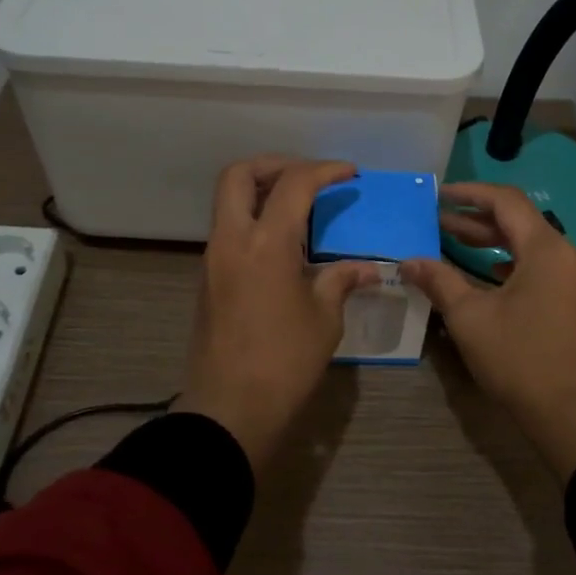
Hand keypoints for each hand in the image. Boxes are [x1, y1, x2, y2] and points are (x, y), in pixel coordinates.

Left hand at [173, 157, 379, 470]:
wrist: (229, 410)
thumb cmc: (284, 362)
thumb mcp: (324, 319)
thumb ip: (341, 280)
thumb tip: (367, 268)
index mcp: (265, 243)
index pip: (293, 184)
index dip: (324, 170)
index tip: (350, 173)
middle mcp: (231, 240)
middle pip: (238, 174)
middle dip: (274, 164)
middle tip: (308, 177)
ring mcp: (213, 259)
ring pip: (228, 201)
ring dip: (261, 191)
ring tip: (300, 207)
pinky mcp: (208, 279)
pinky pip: (228, 229)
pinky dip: (253, 219)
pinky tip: (283, 243)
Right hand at [401, 183, 575, 479]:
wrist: (572, 416)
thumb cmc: (518, 360)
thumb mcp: (470, 318)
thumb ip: (439, 281)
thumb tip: (408, 262)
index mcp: (549, 250)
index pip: (507, 202)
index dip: (470, 193)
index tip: (440, 195)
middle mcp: (573, 255)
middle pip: (522, 222)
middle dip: (478, 220)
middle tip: (439, 221)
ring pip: (536, 246)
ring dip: (497, 242)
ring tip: (457, 242)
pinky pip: (549, 268)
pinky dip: (518, 264)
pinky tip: (492, 273)